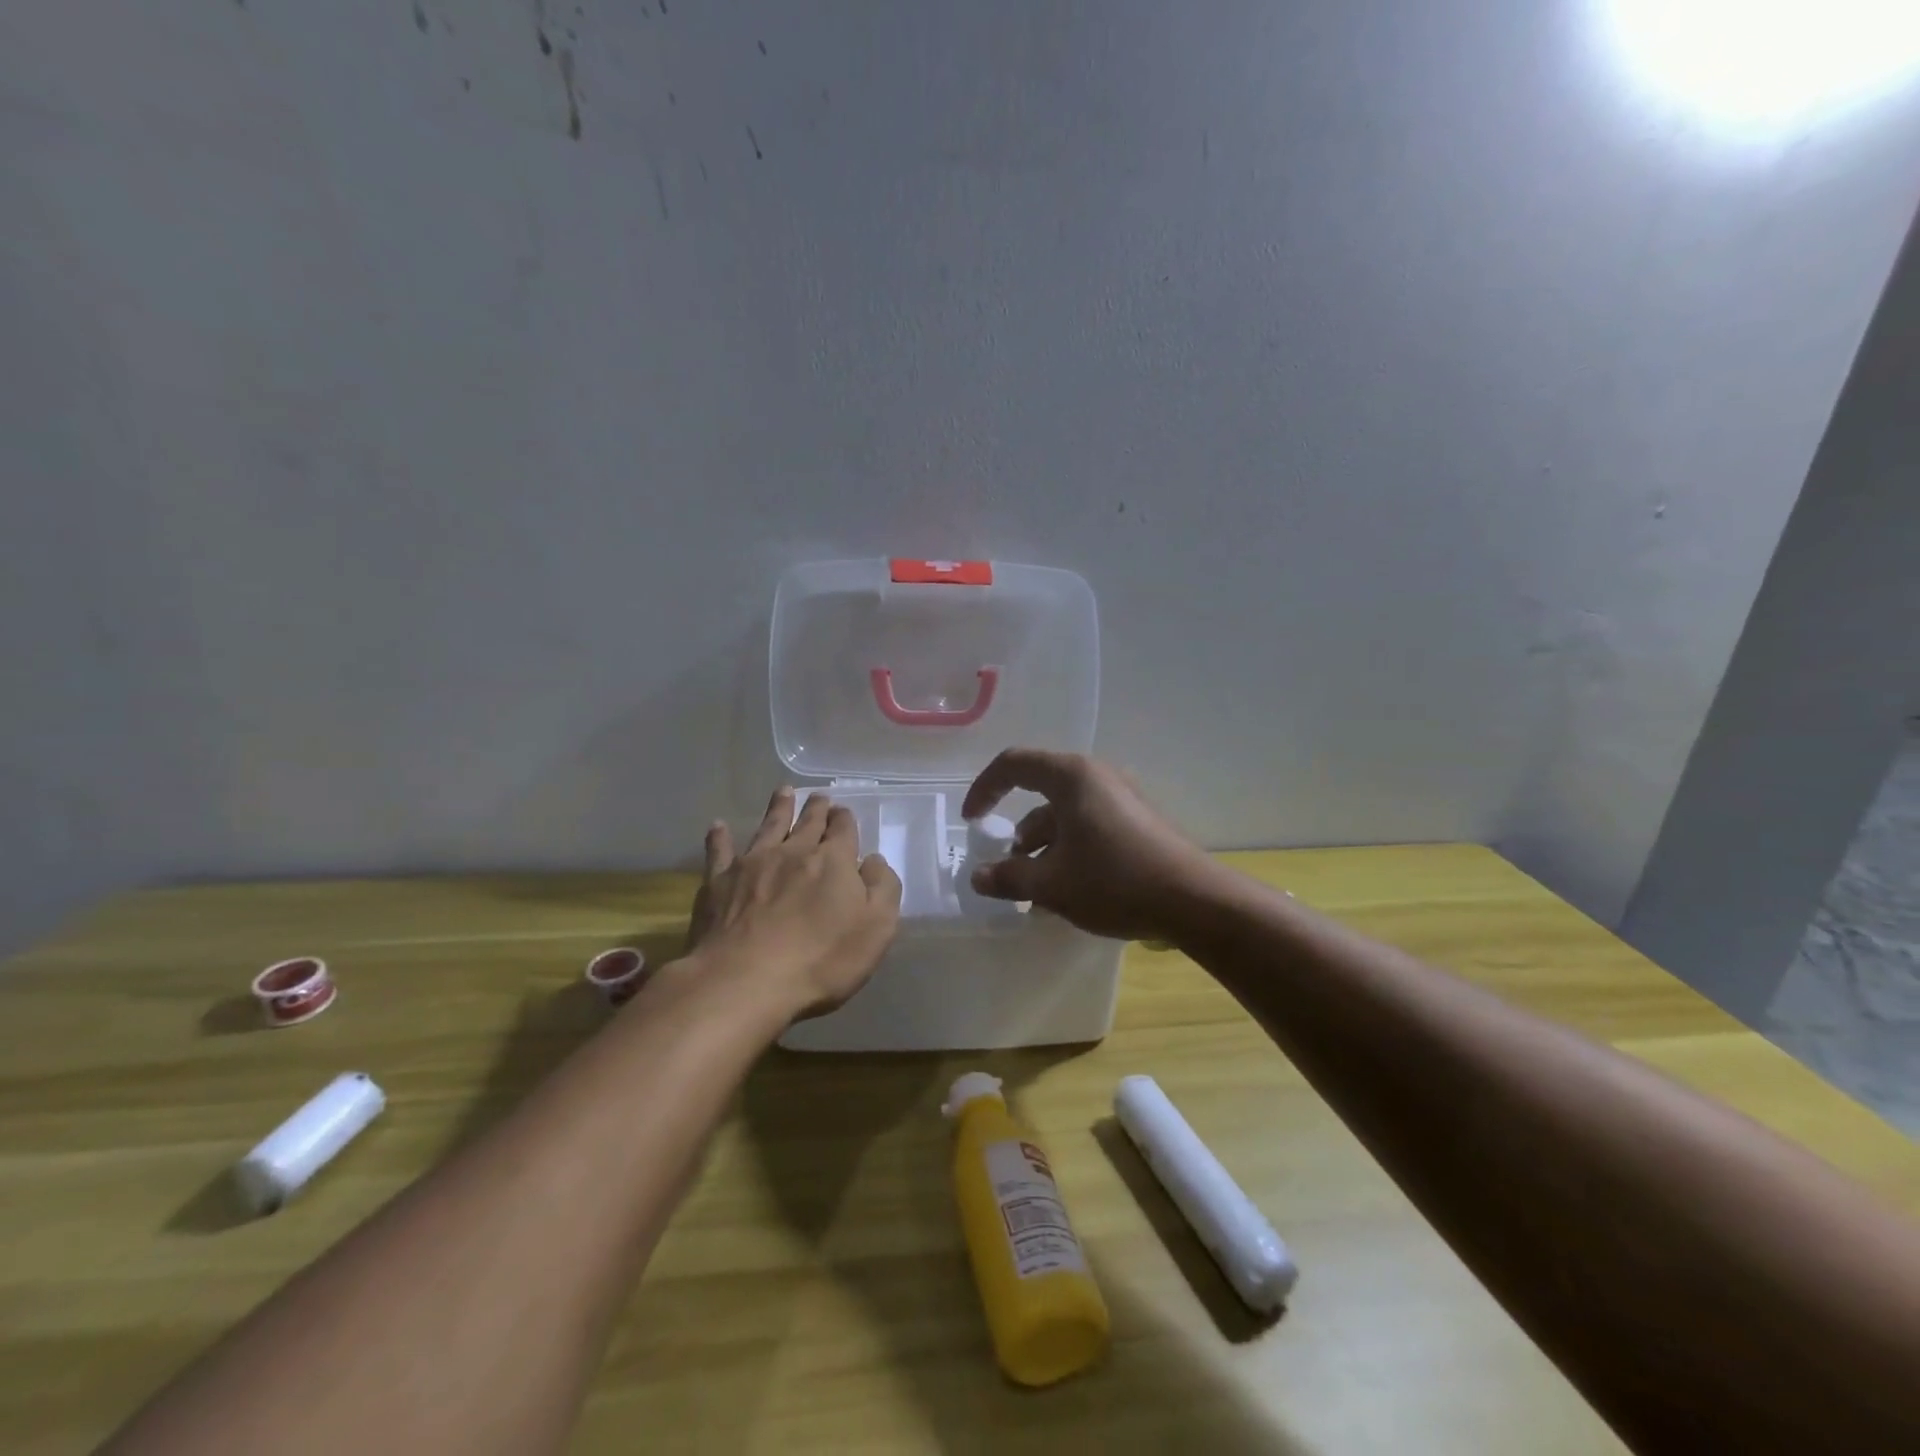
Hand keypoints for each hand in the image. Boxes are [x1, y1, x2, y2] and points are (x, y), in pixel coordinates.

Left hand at [687, 788, 903, 1018]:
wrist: (745, 981)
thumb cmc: (821, 959)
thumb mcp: (876, 928)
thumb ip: (882, 888)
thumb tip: (874, 860)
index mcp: (833, 861)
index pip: (843, 830)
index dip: (845, 820)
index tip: (843, 813)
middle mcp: (793, 852)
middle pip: (808, 823)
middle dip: (816, 808)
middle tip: (819, 797)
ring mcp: (752, 863)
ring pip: (768, 826)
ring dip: (778, 808)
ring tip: (783, 792)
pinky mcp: (718, 882)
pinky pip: (719, 852)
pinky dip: (719, 838)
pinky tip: (718, 827)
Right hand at [961, 750, 1218, 941]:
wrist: (1194, 901)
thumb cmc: (1114, 882)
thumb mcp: (1051, 884)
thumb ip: (1007, 878)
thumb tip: (977, 877)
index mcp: (1071, 776)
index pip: (1013, 764)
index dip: (984, 789)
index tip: (971, 822)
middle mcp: (1096, 776)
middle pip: (1041, 792)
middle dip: (1017, 830)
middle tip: (1007, 864)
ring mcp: (1122, 797)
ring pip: (1066, 814)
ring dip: (1043, 846)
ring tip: (1036, 889)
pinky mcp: (1137, 820)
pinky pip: (1089, 825)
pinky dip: (1069, 849)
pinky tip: (1068, 890)